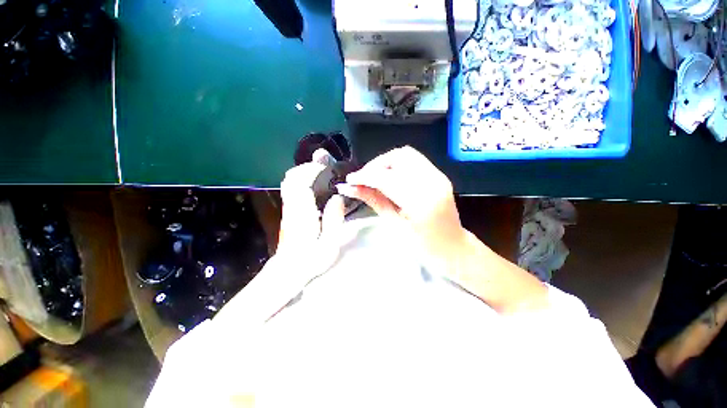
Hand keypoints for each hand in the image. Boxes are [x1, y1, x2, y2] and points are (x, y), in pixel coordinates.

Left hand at [278, 149, 344, 254]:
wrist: (288, 271)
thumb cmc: (310, 260)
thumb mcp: (328, 245)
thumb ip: (333, 220)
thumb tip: (337, 198)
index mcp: (302, 213)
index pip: (301, 183)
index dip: (312, 170)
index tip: (327, 167)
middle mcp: (291, 206)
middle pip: (292, 178)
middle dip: (307, 167)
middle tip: (325, 166)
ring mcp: (287, 208)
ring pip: (289, 182)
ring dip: (303, 172)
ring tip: (321, 172)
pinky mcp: (288, 210)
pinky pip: (290, 189)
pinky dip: (300, 180)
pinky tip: (313, 184)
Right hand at [337, 146, 467, 270]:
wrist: (453, 247)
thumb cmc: (422, 246)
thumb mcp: (394, 224)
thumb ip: (373, 200)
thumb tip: (349, 188)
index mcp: (421, 202)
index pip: (386, 178)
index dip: (365, 176)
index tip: (350, 180)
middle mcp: (433, 182)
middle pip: (398, 157)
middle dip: (375, 165)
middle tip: (363, 179)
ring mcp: (439, 176)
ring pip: (406, 154)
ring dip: (386, 163)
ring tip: (374, 177)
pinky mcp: (439, 175)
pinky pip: (414, 160)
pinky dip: (397, 165)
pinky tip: (389, 177)